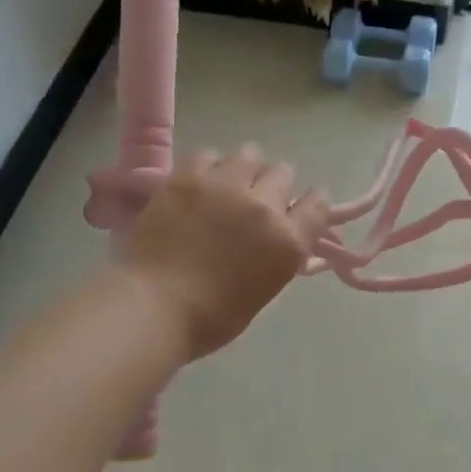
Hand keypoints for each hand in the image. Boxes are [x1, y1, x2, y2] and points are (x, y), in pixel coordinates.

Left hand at [115, 145, 330, 360]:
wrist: (153, 307)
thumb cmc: (210, 317)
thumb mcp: (263, 289)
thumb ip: (277, 254)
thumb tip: (277, 234)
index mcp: (287, 241)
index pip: (317, 204)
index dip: (310, 203)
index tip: (299, 208)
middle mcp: (263, 206)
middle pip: (283, 172)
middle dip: (273, 185)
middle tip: (255, 200)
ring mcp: (224, 186)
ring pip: (248, 154)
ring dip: (243, 169)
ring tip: (227, 186)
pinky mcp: (187, 178)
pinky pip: (208, 155)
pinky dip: (209, 167)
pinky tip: (199, 184)